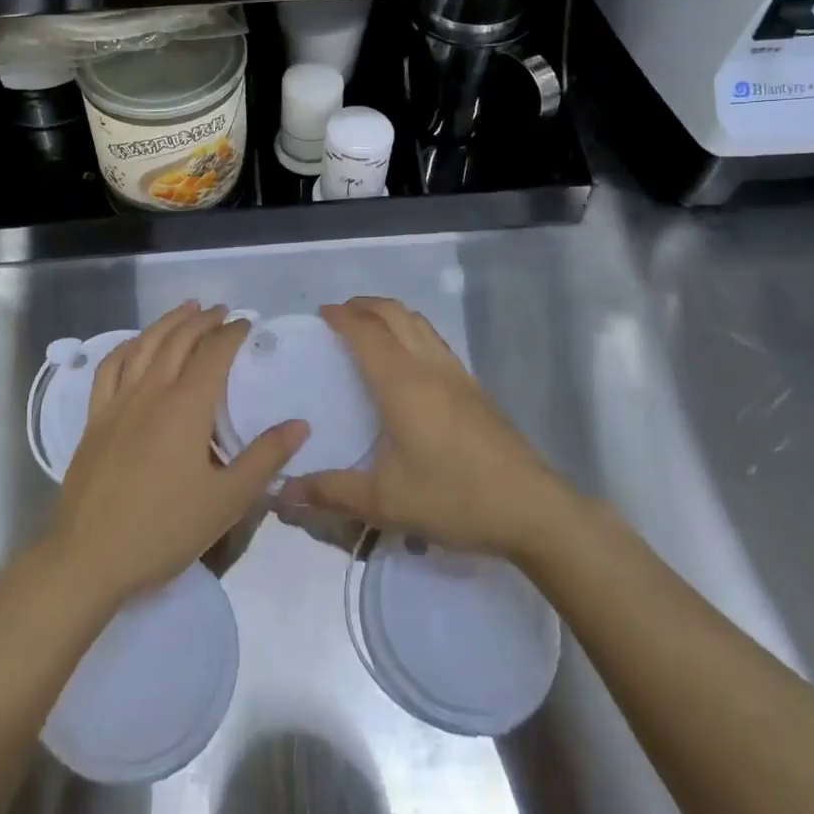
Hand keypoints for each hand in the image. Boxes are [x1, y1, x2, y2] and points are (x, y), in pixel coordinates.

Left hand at [47, 303, 307, 608]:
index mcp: (187, 405)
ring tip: (187, 309)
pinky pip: (110, 367)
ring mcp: (119, 401)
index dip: (232, 332)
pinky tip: (136, 344)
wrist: (88, 558)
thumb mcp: (226, 501)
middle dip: (204, 320)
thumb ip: (265, 458)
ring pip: (145, 344)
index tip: (247, 323)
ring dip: (169, 321)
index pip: (214, 353)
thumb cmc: (163, 530)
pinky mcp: (96, 418)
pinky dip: (128, 346)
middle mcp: (152, 391)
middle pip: (179, 339)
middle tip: (222, 311)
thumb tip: (301, 424)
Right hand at [281, 297, 570, 561]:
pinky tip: (409, 360)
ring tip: (370, 327)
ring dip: (391, 314)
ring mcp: (456, 374)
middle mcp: (428, 366)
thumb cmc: (453, 497)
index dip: (342, 316)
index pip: (366, 332)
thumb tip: (282, 492)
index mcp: (401, 382)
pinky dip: (413, 331)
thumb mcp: (384, 502)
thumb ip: (331, 492)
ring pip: (419, 323)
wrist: (531, 508)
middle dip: (365, 305)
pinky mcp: (474, 388)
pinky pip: (435, 340)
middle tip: (340, 314)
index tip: (321, 313)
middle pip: (395, 314)